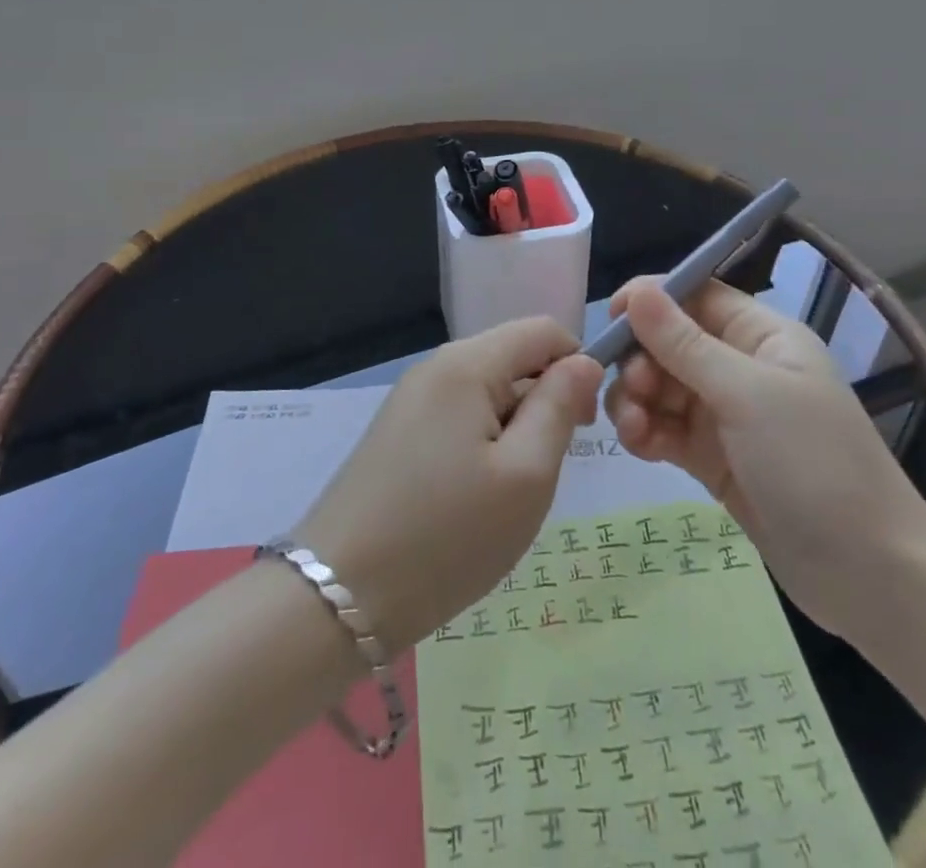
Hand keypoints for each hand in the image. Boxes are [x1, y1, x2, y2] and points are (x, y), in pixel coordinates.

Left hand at [298, 318, 603, 648]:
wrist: (339, 594)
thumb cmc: (447, 536)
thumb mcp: (525, 475)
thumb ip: (559, 407)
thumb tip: (582, 362)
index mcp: (466, 363)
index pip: (542, 330)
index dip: (578, 364)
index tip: (586, 425)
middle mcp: (435, 366)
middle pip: (513, 356)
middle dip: (545, 399)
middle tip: (548, 468)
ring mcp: (411, 398)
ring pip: (488, 389)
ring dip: (515, 427)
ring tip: (511, 490)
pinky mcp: (398, 430)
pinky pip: (459, 415)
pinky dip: (484, 442)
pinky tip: (476, 495)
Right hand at [604, 281, 925, 630]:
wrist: (871, 577)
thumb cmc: (814, 465)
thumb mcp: (747, 395)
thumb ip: (685, 344)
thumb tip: (639, 291)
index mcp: (762, 336)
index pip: (696, 295)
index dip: (652, 299)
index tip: (612, 317)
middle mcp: (741, 367)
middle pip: (669, 342)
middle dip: (641, 359)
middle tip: (633, 390)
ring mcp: (725, 415)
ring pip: (660, 386)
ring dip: (636, 399)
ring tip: (633, 428)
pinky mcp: (712, 458)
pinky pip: (665, 429)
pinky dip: (646, 432)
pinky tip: (639, 447)